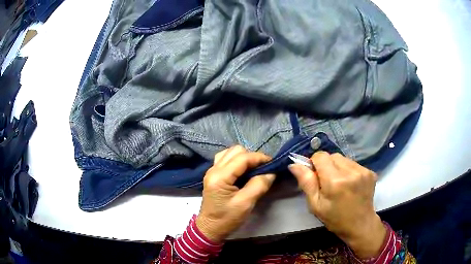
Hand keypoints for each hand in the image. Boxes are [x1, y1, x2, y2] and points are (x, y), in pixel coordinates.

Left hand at [196, 146, 275, 242]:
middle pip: (236, 150)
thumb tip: (271, 173)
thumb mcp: (245, 204)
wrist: (210, 228)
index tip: (273, 164)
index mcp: (220, 176)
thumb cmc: (226, 219)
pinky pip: (226, 159)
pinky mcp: (214, 175)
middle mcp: (213, 169)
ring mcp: (212, 170)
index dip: (260, 158)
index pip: (242, 158)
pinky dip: (237, 161)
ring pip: (230, 152)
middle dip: (252, 156)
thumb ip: (258, 185)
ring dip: (244, 157)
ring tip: (254, 169)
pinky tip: (243, 171)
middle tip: (263, 168)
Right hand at [289, 152, 385, 258]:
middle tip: (327, 182)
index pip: (320, 156)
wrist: (360, 225)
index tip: (315, 176)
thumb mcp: (315, 205)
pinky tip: (350, 183)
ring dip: (338, 167)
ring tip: (340, 183)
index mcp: (335, 181)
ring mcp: (362, 171)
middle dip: (326, 165)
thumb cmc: (335, 218)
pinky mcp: (370, 171)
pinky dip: (348, 170)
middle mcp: (350, 171)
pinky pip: (353, 163)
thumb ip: (306, 182)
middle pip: (332, 156)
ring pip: (343, 158)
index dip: (314, 163)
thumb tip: (294, 164)